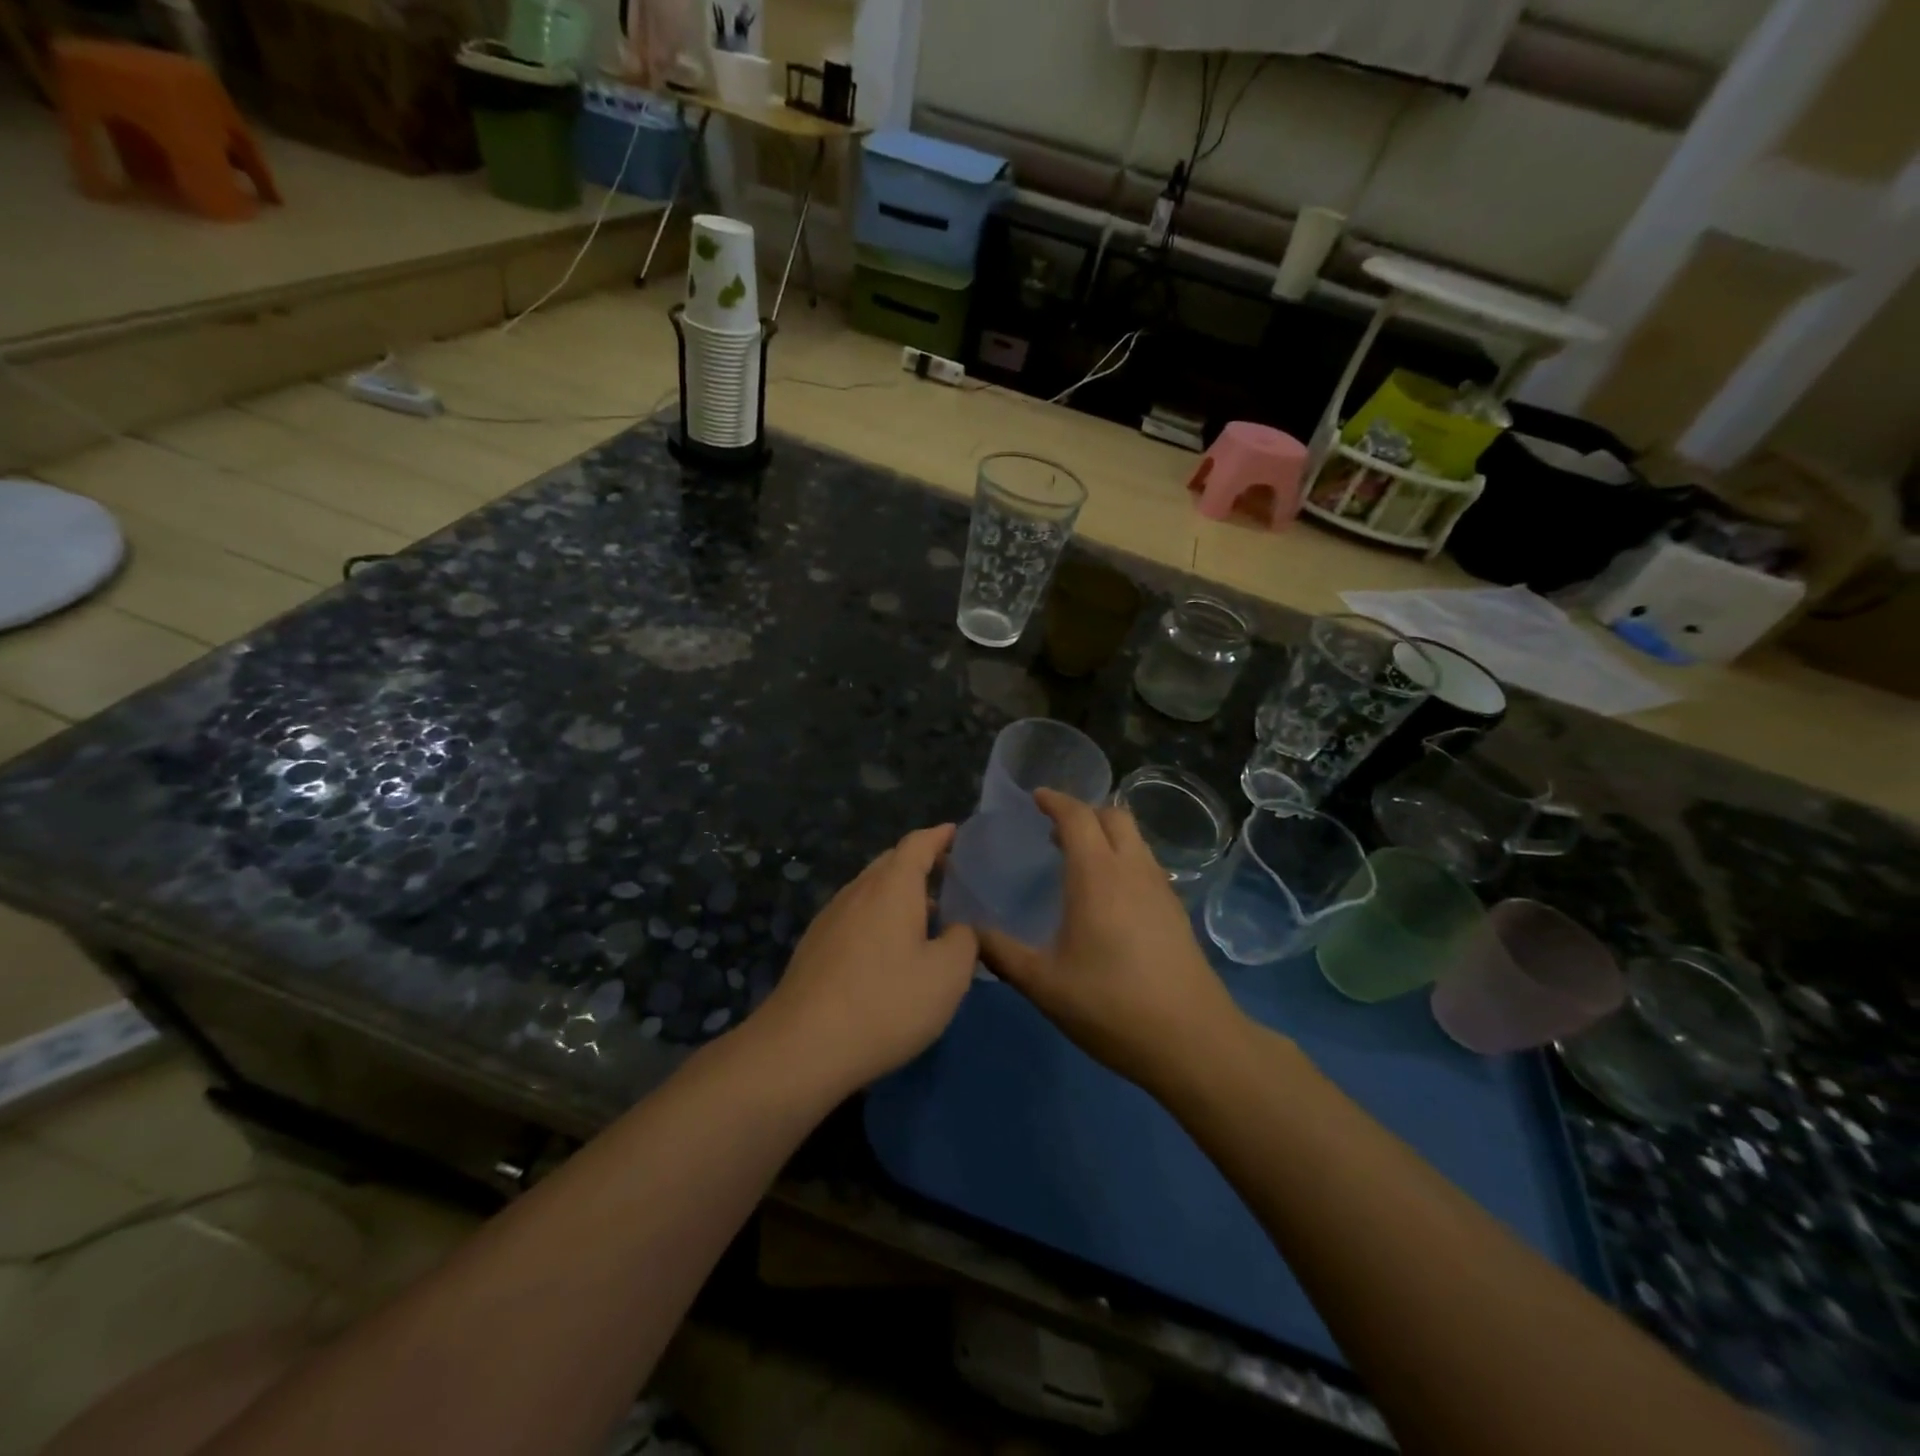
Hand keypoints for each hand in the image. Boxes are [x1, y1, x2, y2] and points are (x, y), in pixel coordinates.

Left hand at [754, 824, 978, 1093]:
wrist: (802, 1047)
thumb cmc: (886, 1003)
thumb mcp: (948, 975)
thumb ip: (964, 940)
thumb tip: (958, 928)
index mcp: (892, 886)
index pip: (918, 843)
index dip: (940, 836)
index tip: (957, 833)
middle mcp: (858, 891)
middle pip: (891, 863)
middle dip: (920, 864)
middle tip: (949, 878)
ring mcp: (830, 917)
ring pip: (871, 891)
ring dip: (899, 895)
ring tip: (925, 918)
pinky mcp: (814, 946)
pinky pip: (855, 916)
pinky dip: (879, 919)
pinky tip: (889, 952)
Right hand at [978, 790, 1249, 1097]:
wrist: (1192, 1041)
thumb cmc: (1111, 1005)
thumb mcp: (1043, 984)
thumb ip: (1001, 953)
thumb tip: (969, 933)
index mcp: (1097, 875)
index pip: (1077, 816)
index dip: (1055, 801)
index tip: (1036, 797)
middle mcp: (1132, 870)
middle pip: (1114, 816)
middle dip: (1084, 812)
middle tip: (1056, 830)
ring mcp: (1160, 889)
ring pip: (1135, 839)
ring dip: (1107, 835)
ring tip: (1078, 859)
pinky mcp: (1176, 912)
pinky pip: (1146, 864)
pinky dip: (1124, 859)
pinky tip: (1109, 895)